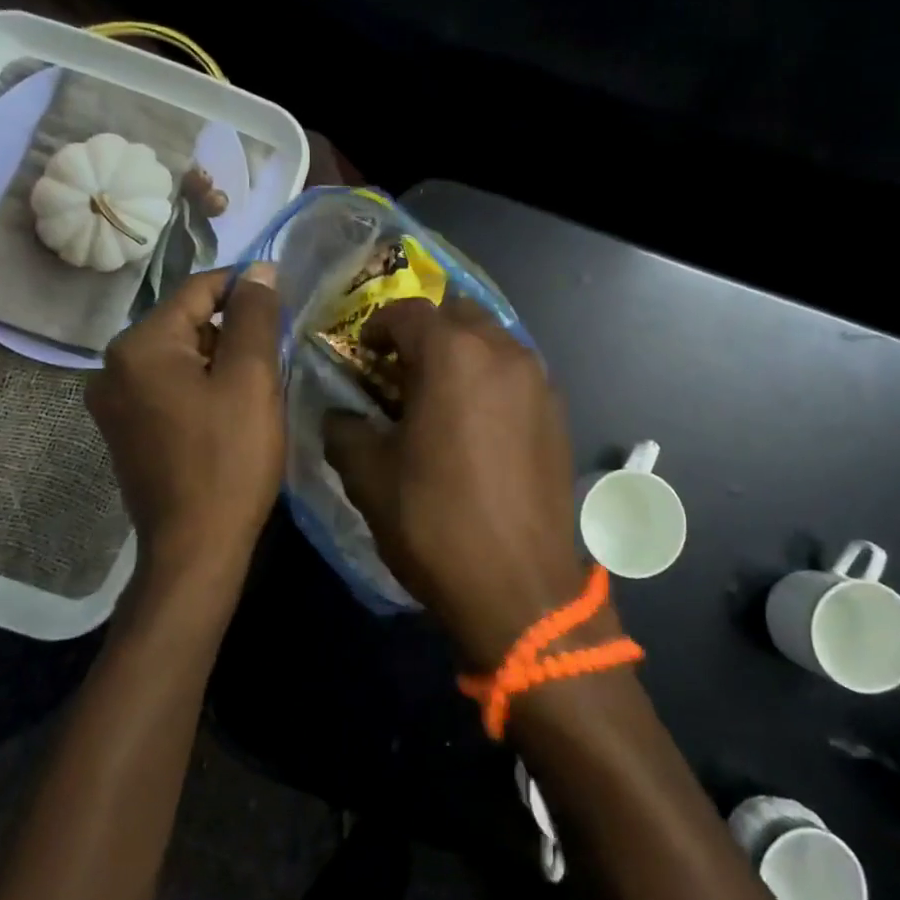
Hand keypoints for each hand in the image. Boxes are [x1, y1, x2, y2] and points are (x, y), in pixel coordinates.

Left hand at [85, 265, 283, 579]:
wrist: (195, 548)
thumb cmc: (229, 459)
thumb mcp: (252, 379)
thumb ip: (255, 315)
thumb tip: (259, 271)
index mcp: (140, 345)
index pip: (199, 290)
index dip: (246, 288)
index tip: (285, 298)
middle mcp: (113, 366)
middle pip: (186, 323)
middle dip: (233, 330)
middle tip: (276, 356)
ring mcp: (113, 401)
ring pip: (180, 355)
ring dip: (220, 360)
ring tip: (257, 387)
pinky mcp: (124, 429)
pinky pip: (168, 386)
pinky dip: (201, 386)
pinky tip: (229, 412)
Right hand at [323, 298, 591, 669]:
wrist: (520, 588)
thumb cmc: (436, 523)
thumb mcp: (370, 477)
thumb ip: (344, 430)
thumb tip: (340, 415)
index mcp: (453, 355)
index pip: (407, 311)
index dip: (377, 327)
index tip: (363, 354)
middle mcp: (503, 352)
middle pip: (457, 313)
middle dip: (425, 332)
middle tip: (402, 371)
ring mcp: (539, 380)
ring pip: (494, 340)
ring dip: (462, 353)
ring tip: (440, 396)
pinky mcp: (559, 412)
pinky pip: (518, 373)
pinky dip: (492, 379)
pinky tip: (478, 423)